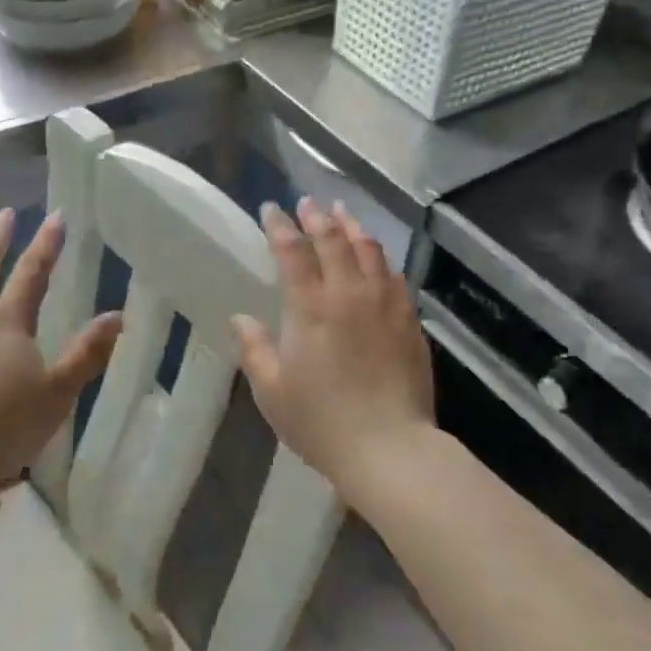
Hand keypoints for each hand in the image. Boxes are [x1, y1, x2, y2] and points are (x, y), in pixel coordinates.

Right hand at [234, 199, 436, 501]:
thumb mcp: (273, 391)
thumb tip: (242, 318)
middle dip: (317, 216)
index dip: (280, 226)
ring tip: (342, 213)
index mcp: (311, 307)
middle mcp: (349, 293)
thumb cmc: (322, 422)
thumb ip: (255, 349)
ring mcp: (385, 303)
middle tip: (307, 202)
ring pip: (369, 249)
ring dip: (352, 226)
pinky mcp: (409, 319)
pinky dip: (379, 257)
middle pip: (333, 240)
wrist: (389, 447)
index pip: (292, 252)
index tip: (271, 209)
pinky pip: (394, 275)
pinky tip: (376, 257)